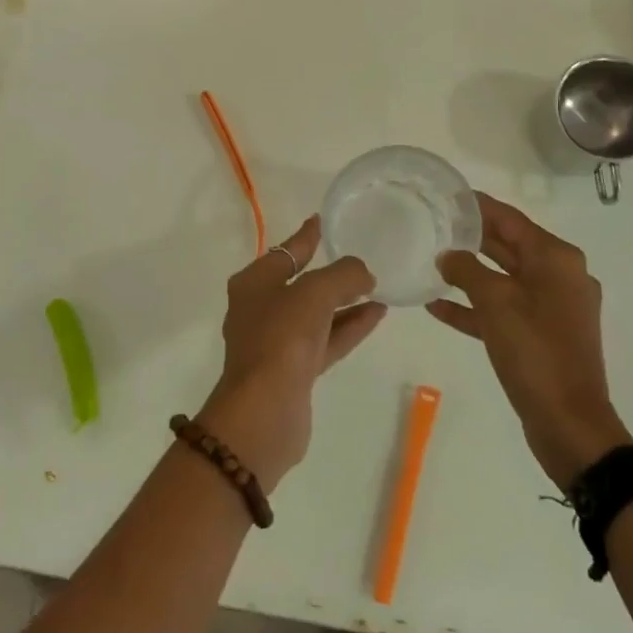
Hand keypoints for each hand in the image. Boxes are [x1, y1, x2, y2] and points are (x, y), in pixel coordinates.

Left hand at [198, 216, 384, 492]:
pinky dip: (349, 326)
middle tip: (360, 257)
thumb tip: (364, 273)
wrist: (264, 412)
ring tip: (378, 285)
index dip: (306, 236)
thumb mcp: (314, 293)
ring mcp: (277, 342)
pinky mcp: (295, 370)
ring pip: (317, 313)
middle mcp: (261, 309)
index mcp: (254, 283)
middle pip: (301, 282)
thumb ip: (343, 275)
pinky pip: (327, 339)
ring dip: (346, 300)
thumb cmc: (281, 339)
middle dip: (330, 272)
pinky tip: (376, 314)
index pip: (286, 251)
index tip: (323, 220)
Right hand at [428, 192, 630, 489]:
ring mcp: (551, 308)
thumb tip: (448, 255)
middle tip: (432, 224)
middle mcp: (558, 276)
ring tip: (430, 262)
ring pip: (503, 279)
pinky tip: (437, 307)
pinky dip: (474, 308)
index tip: (447, 195)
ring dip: (469, 273)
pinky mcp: (540, 335)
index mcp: (556, 259)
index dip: (479, 206)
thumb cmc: (535, 351)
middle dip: (471, 237)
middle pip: (508, 246)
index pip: (511, 219)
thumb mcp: (495, 303)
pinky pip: (503, 310)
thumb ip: (467, 271)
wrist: (570, 423)